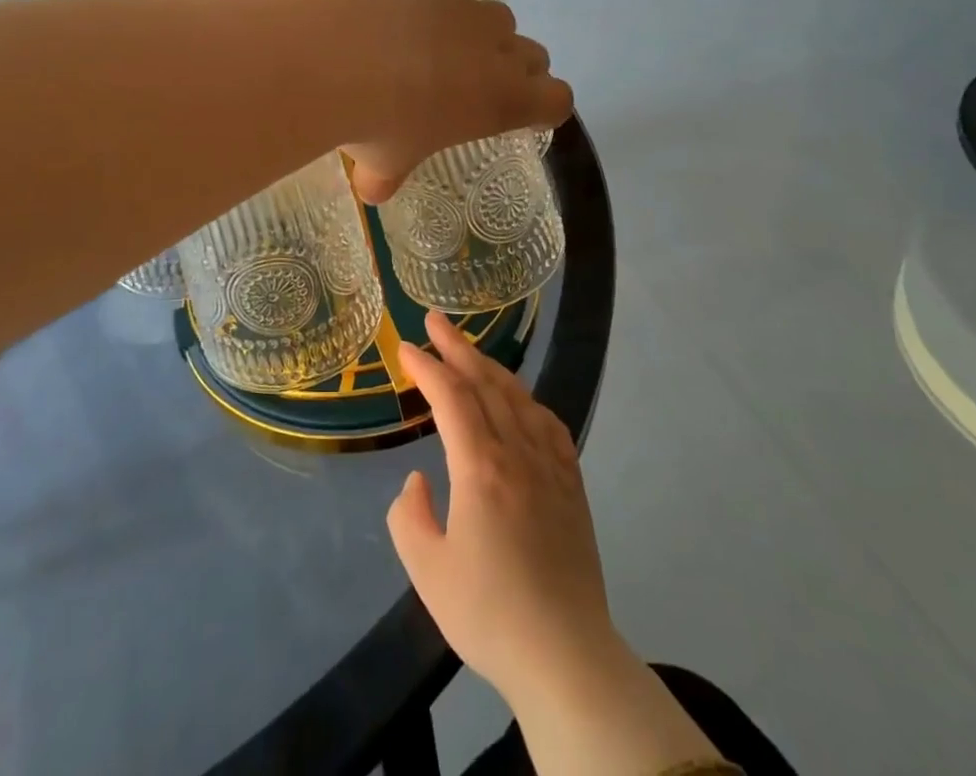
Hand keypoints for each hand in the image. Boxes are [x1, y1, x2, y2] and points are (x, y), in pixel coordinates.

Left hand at [341, 0, 571, 202]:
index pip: (557, 100)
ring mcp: (463, 10)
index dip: (545, 109)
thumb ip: (387, 177)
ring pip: (497, 19)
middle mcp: (495, 49)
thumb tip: (373, 189)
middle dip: (516, 70)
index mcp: (501, 99)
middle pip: (534, 55)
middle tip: (479, 88)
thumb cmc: (375, 121)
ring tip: (439, 53)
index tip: (525, 117)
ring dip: (482, 37)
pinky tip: (397, 26)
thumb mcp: (384, 162)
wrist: (334, 54)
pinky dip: (435, 12)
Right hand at [387, 315, 726, 775]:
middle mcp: (518, 454)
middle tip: (434, 320)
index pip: (451, 398)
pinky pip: (549, 424)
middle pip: (486, 383)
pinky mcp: (571, 485)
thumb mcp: (427, 572)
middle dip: (457, 347)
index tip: (404, 348)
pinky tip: (521, 399)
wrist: (565, 656)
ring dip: (490, 366)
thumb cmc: (489, 614)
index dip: (427, 368)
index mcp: (481, 468)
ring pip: (519, 397)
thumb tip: (418, 481)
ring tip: (469, 350)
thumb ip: (409, 516)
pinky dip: (527, 399)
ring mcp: (550, 466)